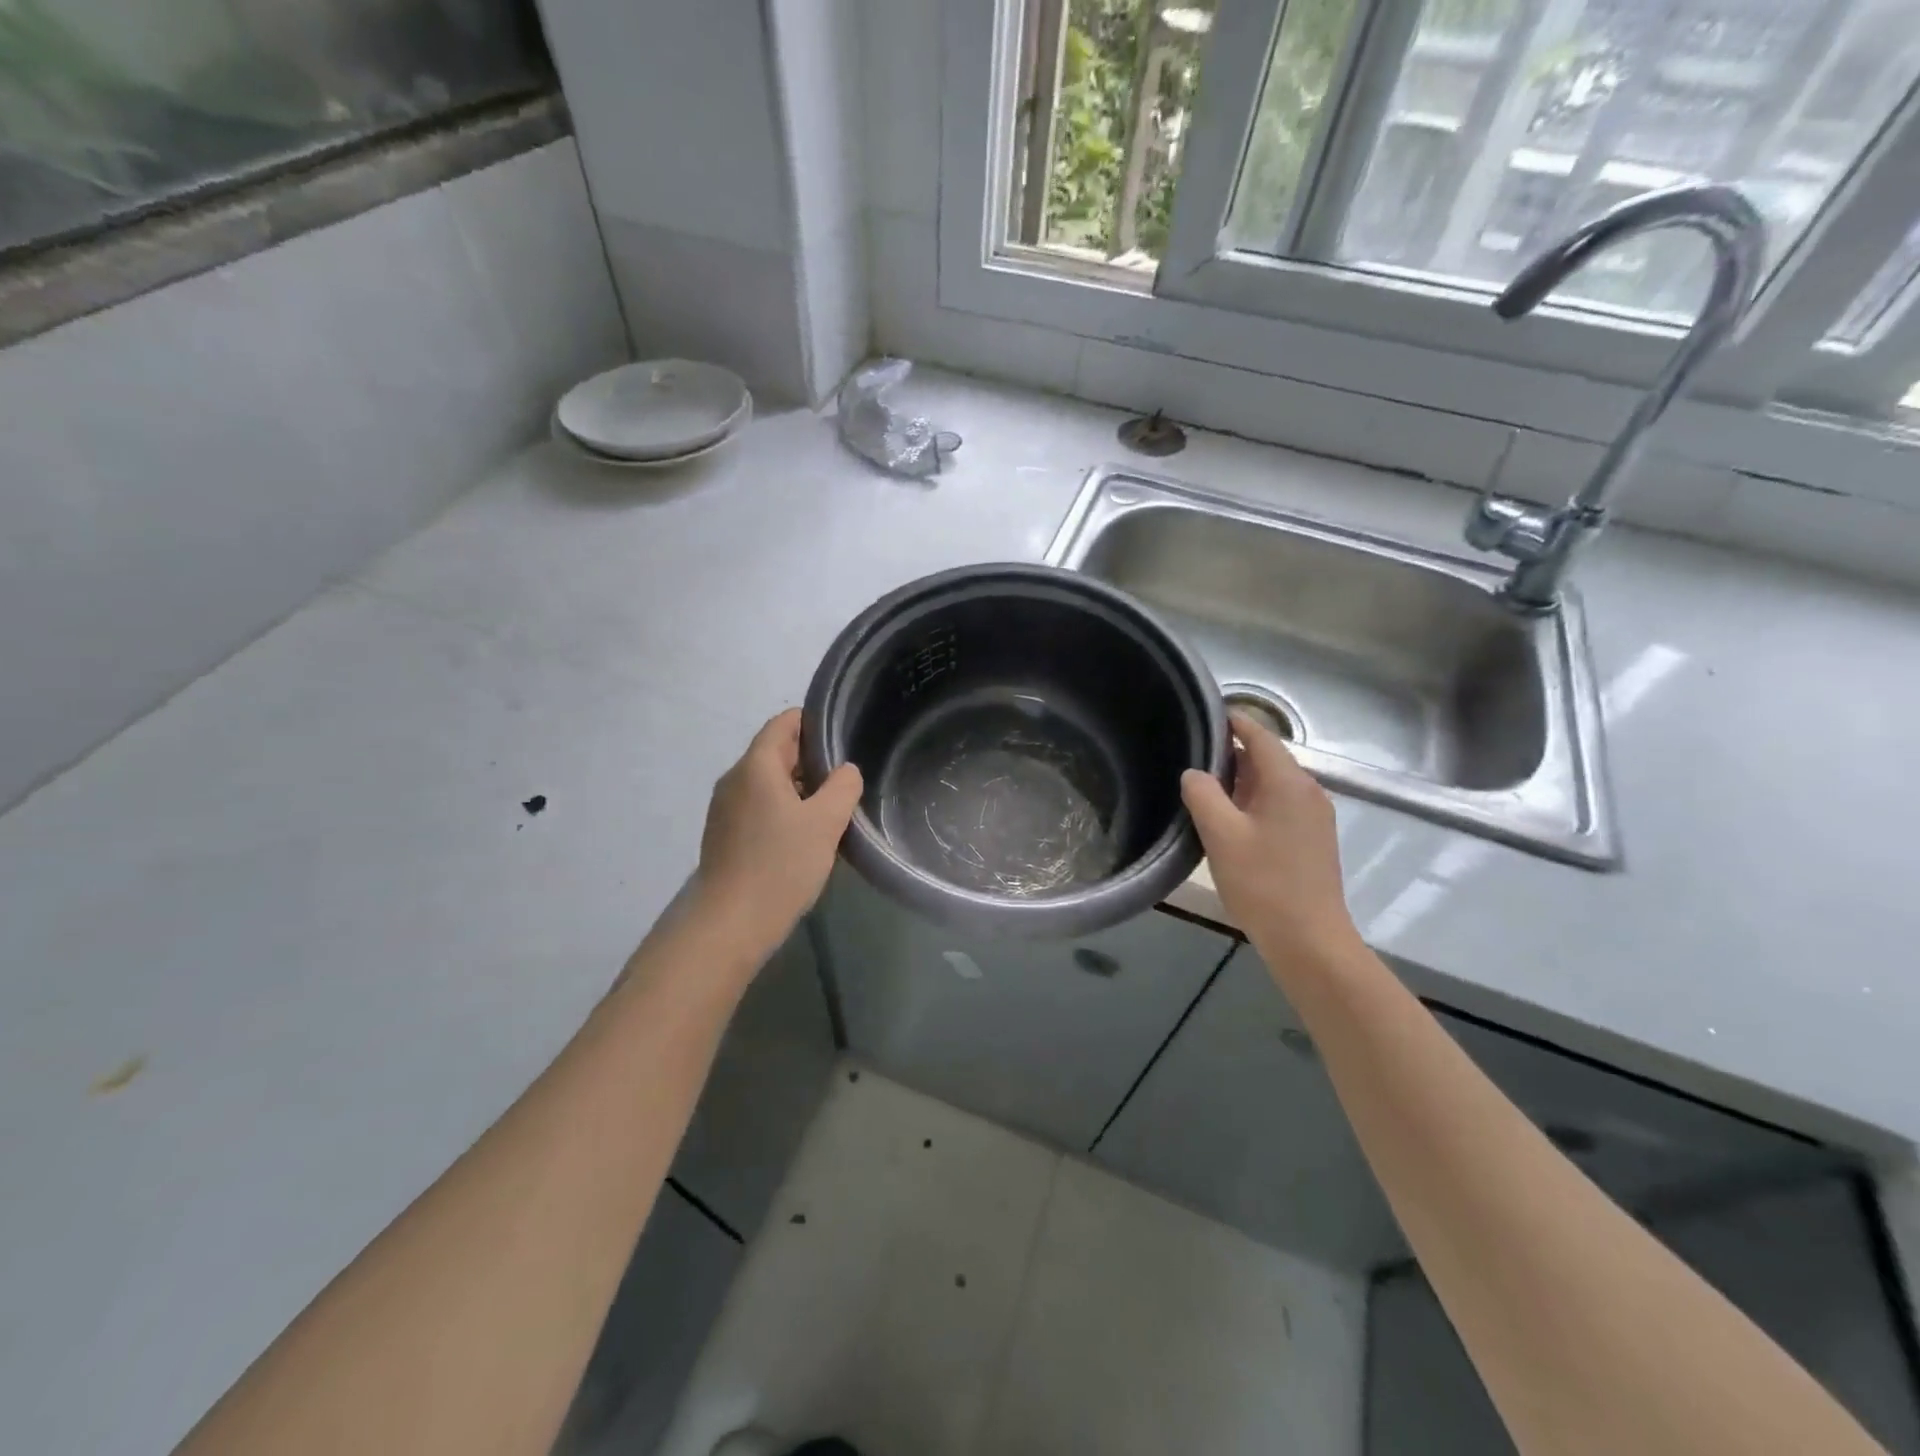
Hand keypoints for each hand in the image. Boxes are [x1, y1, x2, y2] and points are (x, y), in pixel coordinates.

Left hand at [692, 709, 862, 962]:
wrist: (731, 924)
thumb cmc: (780, 865)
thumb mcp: (825, 823)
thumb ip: (842, 787)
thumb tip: (845, 771)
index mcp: (755, 766)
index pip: (784, 723)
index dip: (814, 723)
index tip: (844, 738)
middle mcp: (734, 779)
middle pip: (775, 752)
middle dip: (811, 759)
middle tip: (847, 778)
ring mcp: (725, 809)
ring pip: (768, 783)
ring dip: (799, 788)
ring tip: (831, 807)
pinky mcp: (724, 835)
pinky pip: (758, 807)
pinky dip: (783, 809)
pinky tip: (804, 835)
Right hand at [1180, 713, 1361, 967]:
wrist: (1309, 940)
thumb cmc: (1263, 883)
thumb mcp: (1221, 835)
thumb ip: (1203, 794)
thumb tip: (1194, 773)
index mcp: (1289, 782)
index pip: (1260, 735)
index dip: (1233, 721)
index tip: (1205, 714)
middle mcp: (1308, 791)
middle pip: (1268, 758)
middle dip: (1232, 752)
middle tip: (1192, 754)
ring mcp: (1314, 816)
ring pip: (1273, 783)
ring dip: (1241, 780)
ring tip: (1203, 785)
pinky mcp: (1313, 839)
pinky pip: (1280, 804)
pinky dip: (1254, 801)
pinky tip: (1229, 818)